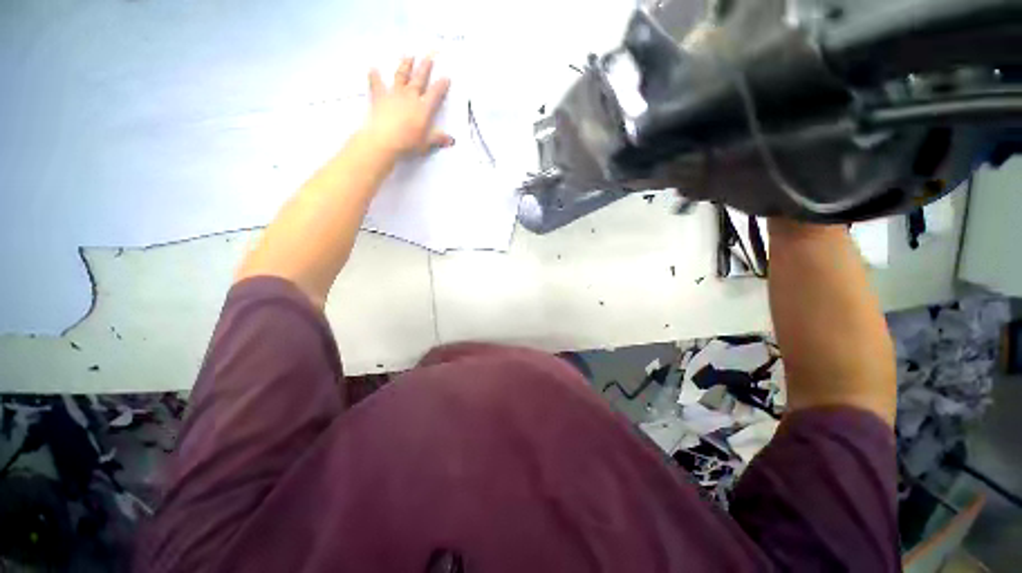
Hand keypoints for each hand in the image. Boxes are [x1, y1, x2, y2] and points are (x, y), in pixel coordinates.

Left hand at [364, 56, 453, 156]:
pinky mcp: (379, 97)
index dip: (441, 85)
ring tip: (408, 56)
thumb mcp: (426, 143)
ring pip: (401, 76)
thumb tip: (450, 140)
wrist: (384, 140)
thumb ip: (437, 139)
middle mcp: (410, 97)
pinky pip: (376, 84)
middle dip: (425, 68)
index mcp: (423, 108)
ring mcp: (394, 95)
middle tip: (428, 58)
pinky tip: (373, 68)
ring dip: (405, 66)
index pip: (435, 94)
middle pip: (419, 79)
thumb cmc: (407, 142)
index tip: (446, 78)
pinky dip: (374, 76)